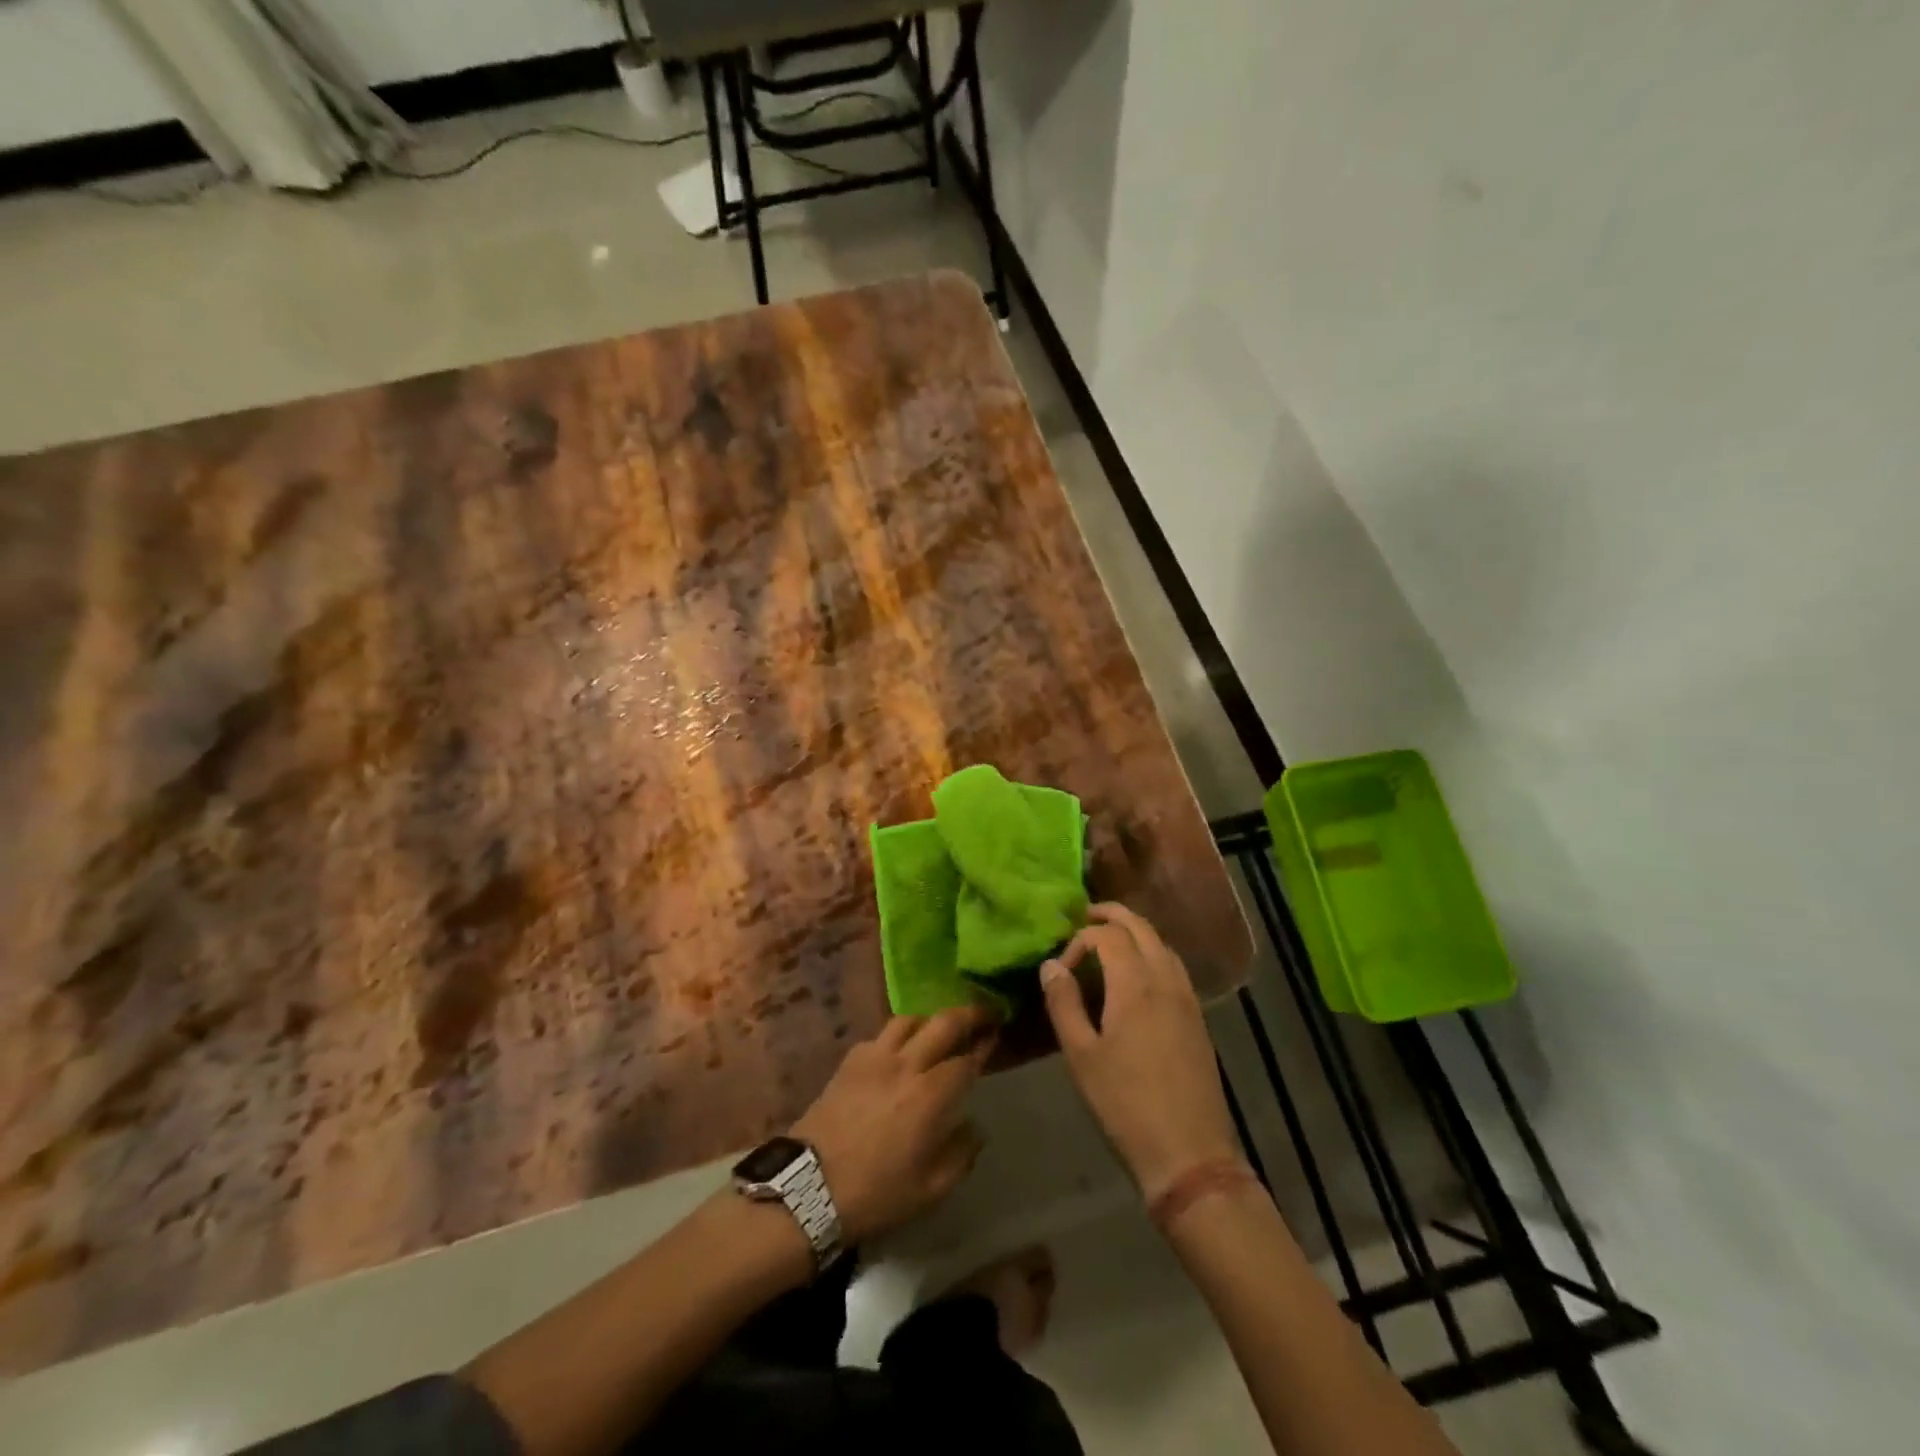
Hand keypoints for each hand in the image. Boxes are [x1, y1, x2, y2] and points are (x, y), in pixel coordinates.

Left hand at [791, 1006, 995, 1242]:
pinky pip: (881, 1034)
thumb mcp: (931, 1188)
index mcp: (931, 1094)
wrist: (809, 1188)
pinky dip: (899, 1035)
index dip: (983, 1048)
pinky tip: (900, 1050)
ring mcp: (875, 1056)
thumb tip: (973, 1127)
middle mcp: (906, 1064)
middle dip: (969, 1014)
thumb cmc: (877, 1193)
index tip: (994, 1038)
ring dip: (931, 1019)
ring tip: (940, 1028)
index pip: (966, 1060)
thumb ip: (961, 1153)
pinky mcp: (850, 1060)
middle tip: (983, 1014)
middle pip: (943, 1022)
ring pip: (910, 1019)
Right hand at [1040, 903, 1240, 1200]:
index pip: (1107, 936)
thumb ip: (1064, 1004)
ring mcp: (1187, 997)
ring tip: (1108, 942)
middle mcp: (1166, 979)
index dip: (1079, 940)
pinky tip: (1137, 976)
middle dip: (1112, 916)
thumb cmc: (1125, 1104)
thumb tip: (1051, 965)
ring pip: (1161, 943)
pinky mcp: (1197, 1017)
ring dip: (1135, 932)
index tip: (1062, 969)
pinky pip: (1174, 966)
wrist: (1189, 1153)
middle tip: (1085, 918)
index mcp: (1136, 984)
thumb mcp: (1082, 1055)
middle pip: (1141, 927)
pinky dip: (1153, 953)